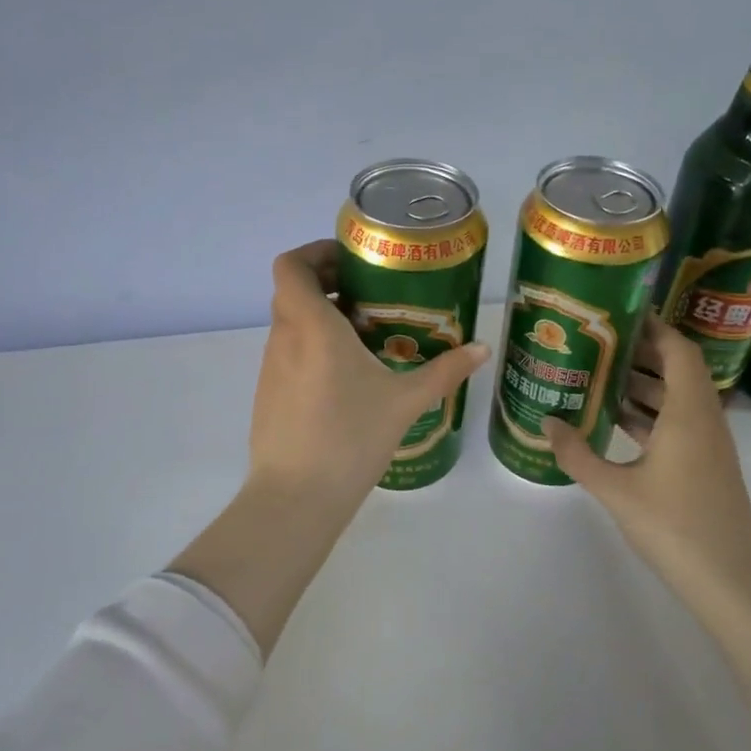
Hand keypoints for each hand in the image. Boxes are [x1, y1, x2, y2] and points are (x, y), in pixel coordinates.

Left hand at [247, 240, 489, 515]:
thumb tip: (482, 349)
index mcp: (312, 326)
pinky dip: (311, 346)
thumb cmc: (350, 438)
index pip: (290, 265)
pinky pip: (288, 352)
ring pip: (289, 323)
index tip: (352, 261)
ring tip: (365, 334)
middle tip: (369, 293)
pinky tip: (346, 375)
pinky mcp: (267, 394)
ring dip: (321, 316)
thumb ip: (445, 371)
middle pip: (292, 290)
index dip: (314, 252)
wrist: (296, 498)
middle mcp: (284, 338)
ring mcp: (270, 368)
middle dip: (327, 282)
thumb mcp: (405, 401)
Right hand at [543, 317, 750, 593]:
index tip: (618, 315)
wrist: (730, 580)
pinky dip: (651, 414)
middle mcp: (704, 418)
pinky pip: (679, 422)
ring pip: (678, 398)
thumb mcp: (615, 489)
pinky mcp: (706, 465)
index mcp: (688, 412)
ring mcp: (709, 443)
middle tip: (598, 344)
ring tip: (599, 378)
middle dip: (641, 353)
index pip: (678, 350)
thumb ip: (578, 453)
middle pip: (678, 369)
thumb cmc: (674, 526)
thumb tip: (548, 423)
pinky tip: (617, 422)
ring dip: (645, 385)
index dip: (653, 328)